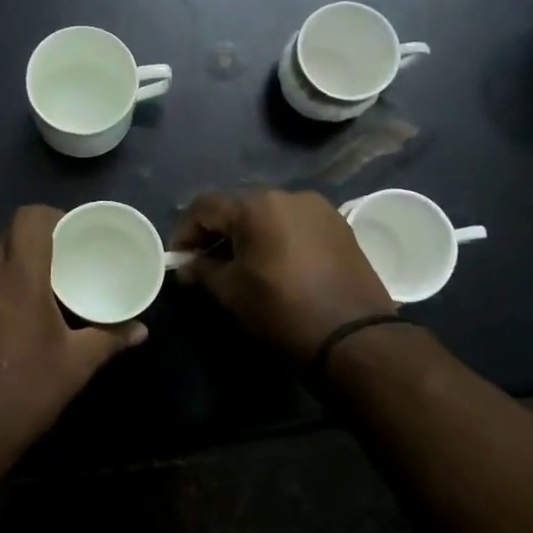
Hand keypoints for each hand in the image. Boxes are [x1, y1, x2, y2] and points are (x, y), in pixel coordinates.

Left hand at [0, 205, 145, 505]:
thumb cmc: (25, 393)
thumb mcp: (76, 366)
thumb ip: (110, 339)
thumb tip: (141, 330)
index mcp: (18, 277)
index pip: (28, 218)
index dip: (51, 217)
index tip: (70, 235)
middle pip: (8, 238)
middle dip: (34, 244)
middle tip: (59, 266)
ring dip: (10, 268)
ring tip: (32, 293)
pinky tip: (1, 322)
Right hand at [172, 189, 395, 361]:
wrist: (353, 337)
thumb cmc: (281, 310)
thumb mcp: (231, 291)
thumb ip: (203, 270)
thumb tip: (188, 266)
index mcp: (257, 205)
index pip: (205, 207)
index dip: (185, 232)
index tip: (179, 260)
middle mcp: (288, 195)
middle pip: (238, 206)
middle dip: (216, 231)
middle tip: (203, 262)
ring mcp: (318, 209)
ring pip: (268, 214)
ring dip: (247, 234)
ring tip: (238, 264)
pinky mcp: (339, 227)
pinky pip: (294, 224)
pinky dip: (276, 238)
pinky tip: (273, 265)